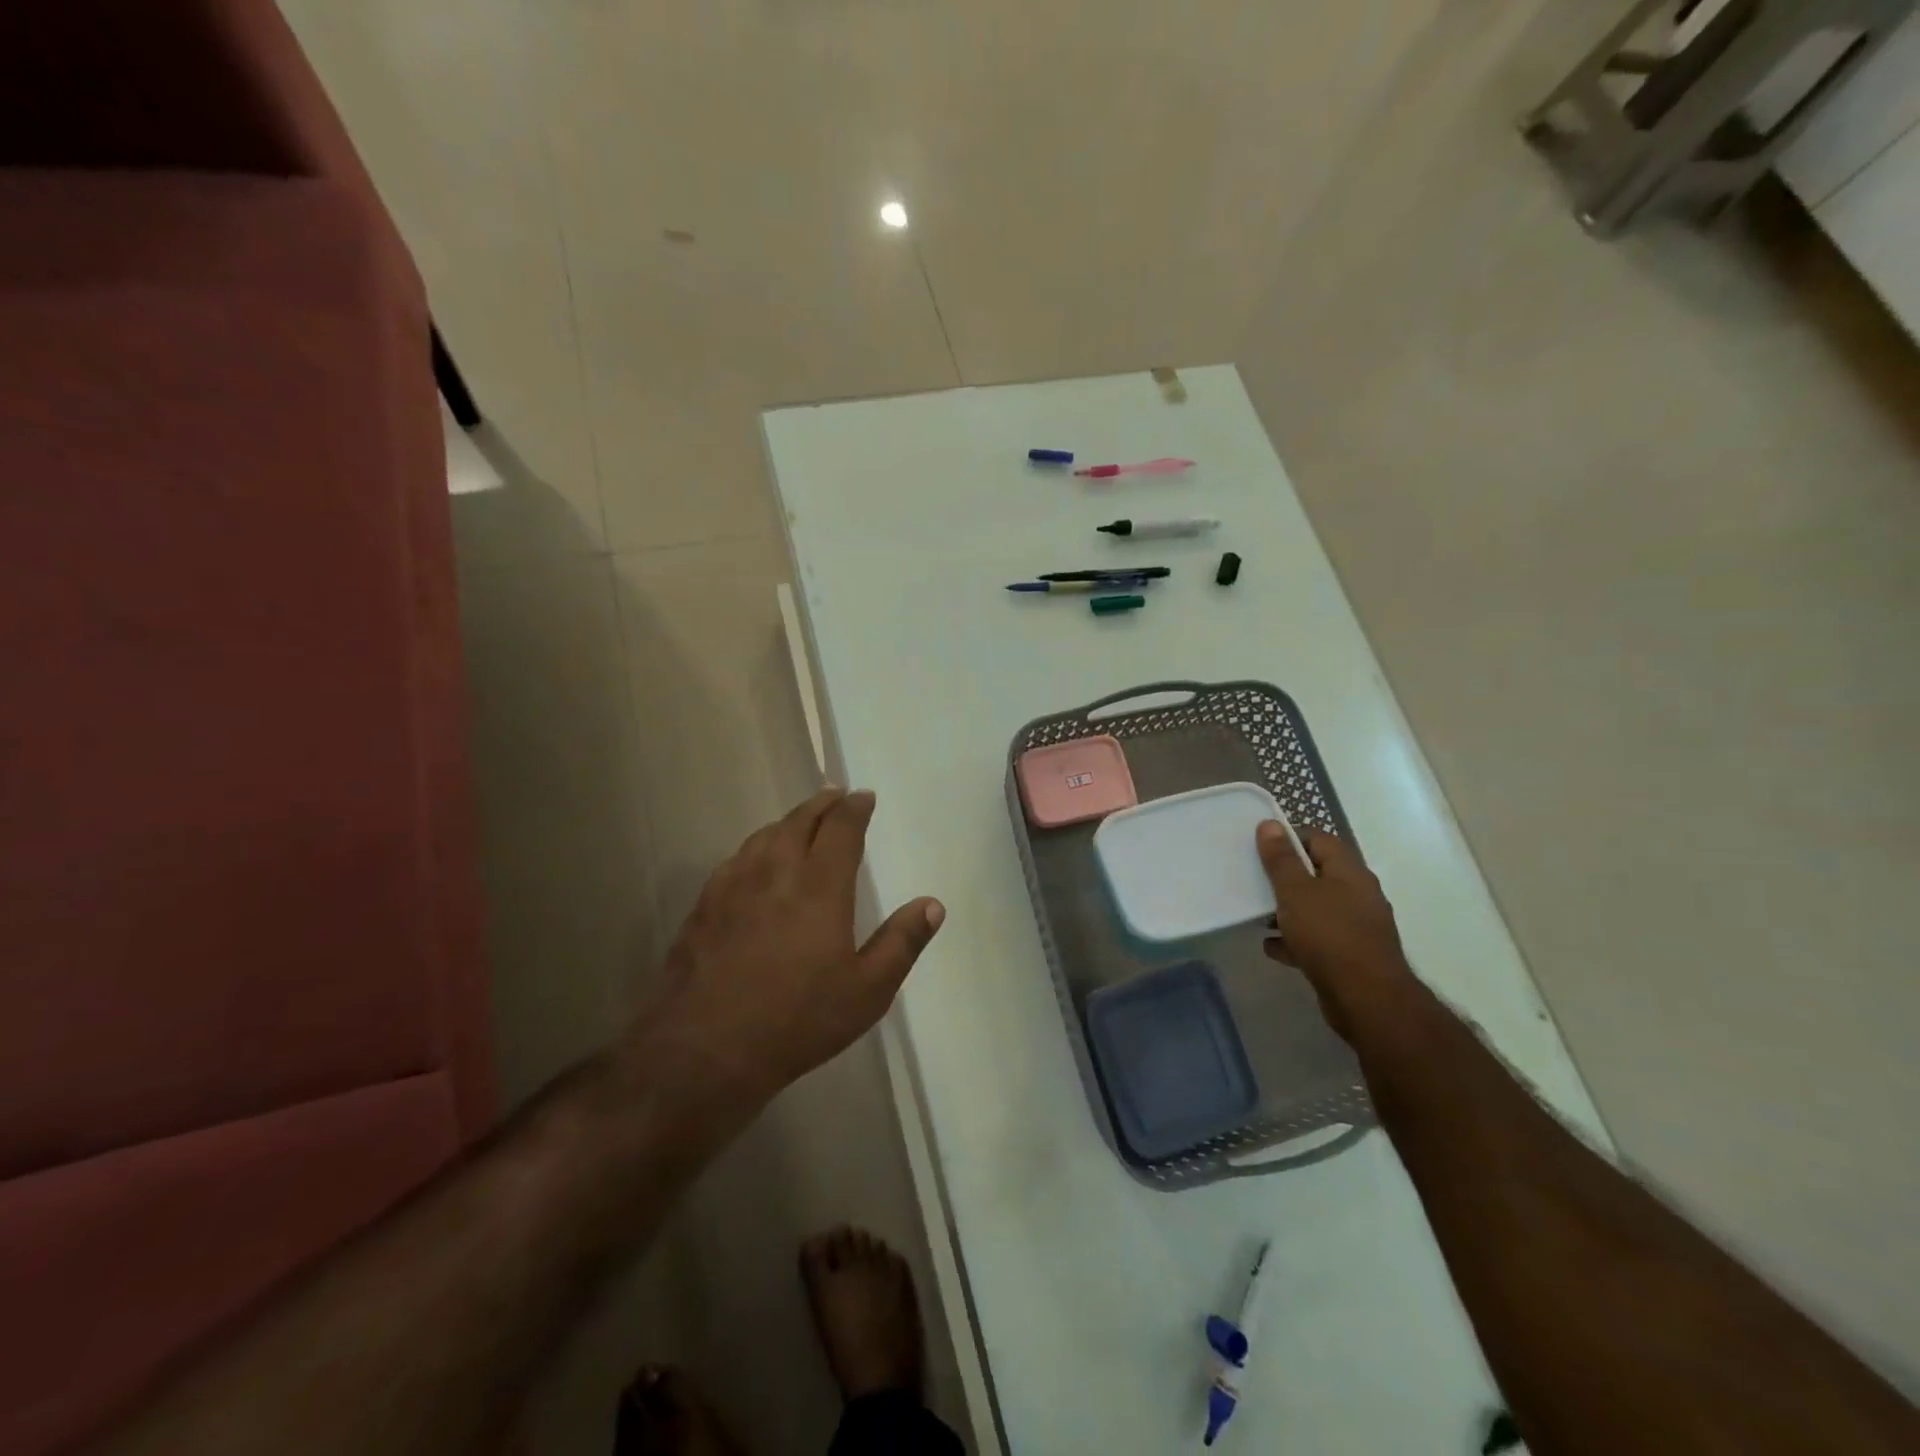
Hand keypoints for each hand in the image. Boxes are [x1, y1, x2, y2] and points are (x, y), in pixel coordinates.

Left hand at [645, 788, 943, 1098]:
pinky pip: (738, 858)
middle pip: (800, 821)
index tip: (864, 797)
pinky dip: (758, 846)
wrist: (704, 1049)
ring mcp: (734, 885)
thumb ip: (902, 943)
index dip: (855, 808)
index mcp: (819, 886)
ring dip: (789, 821)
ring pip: (765, 835)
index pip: (840, 828)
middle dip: (822, 804)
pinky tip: (757, 862)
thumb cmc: (797, 1020)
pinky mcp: (705, 904)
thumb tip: (932, 904)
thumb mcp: (867, 991)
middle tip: (836, 797)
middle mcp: (775, 872)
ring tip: (801, 822)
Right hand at [1257, 822, 1414, 1037]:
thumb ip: (1281, 859)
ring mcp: (1357, 926)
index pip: (1319, 839)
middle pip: (1317, 874)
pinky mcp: (1351, 955)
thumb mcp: (1296, 891)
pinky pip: (1318, 938)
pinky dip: (1296, 939)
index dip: (1289, 838)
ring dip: (1288, 910)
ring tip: (1258, 915)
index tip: (1260, 846)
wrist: (1367, 999)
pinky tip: (1272, 946)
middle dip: (1285, 877)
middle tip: (1255, 879)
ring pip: (1316, 908)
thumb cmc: (1329, 935)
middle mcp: (1358, 894)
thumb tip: (1270, 824)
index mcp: (1349, 871)